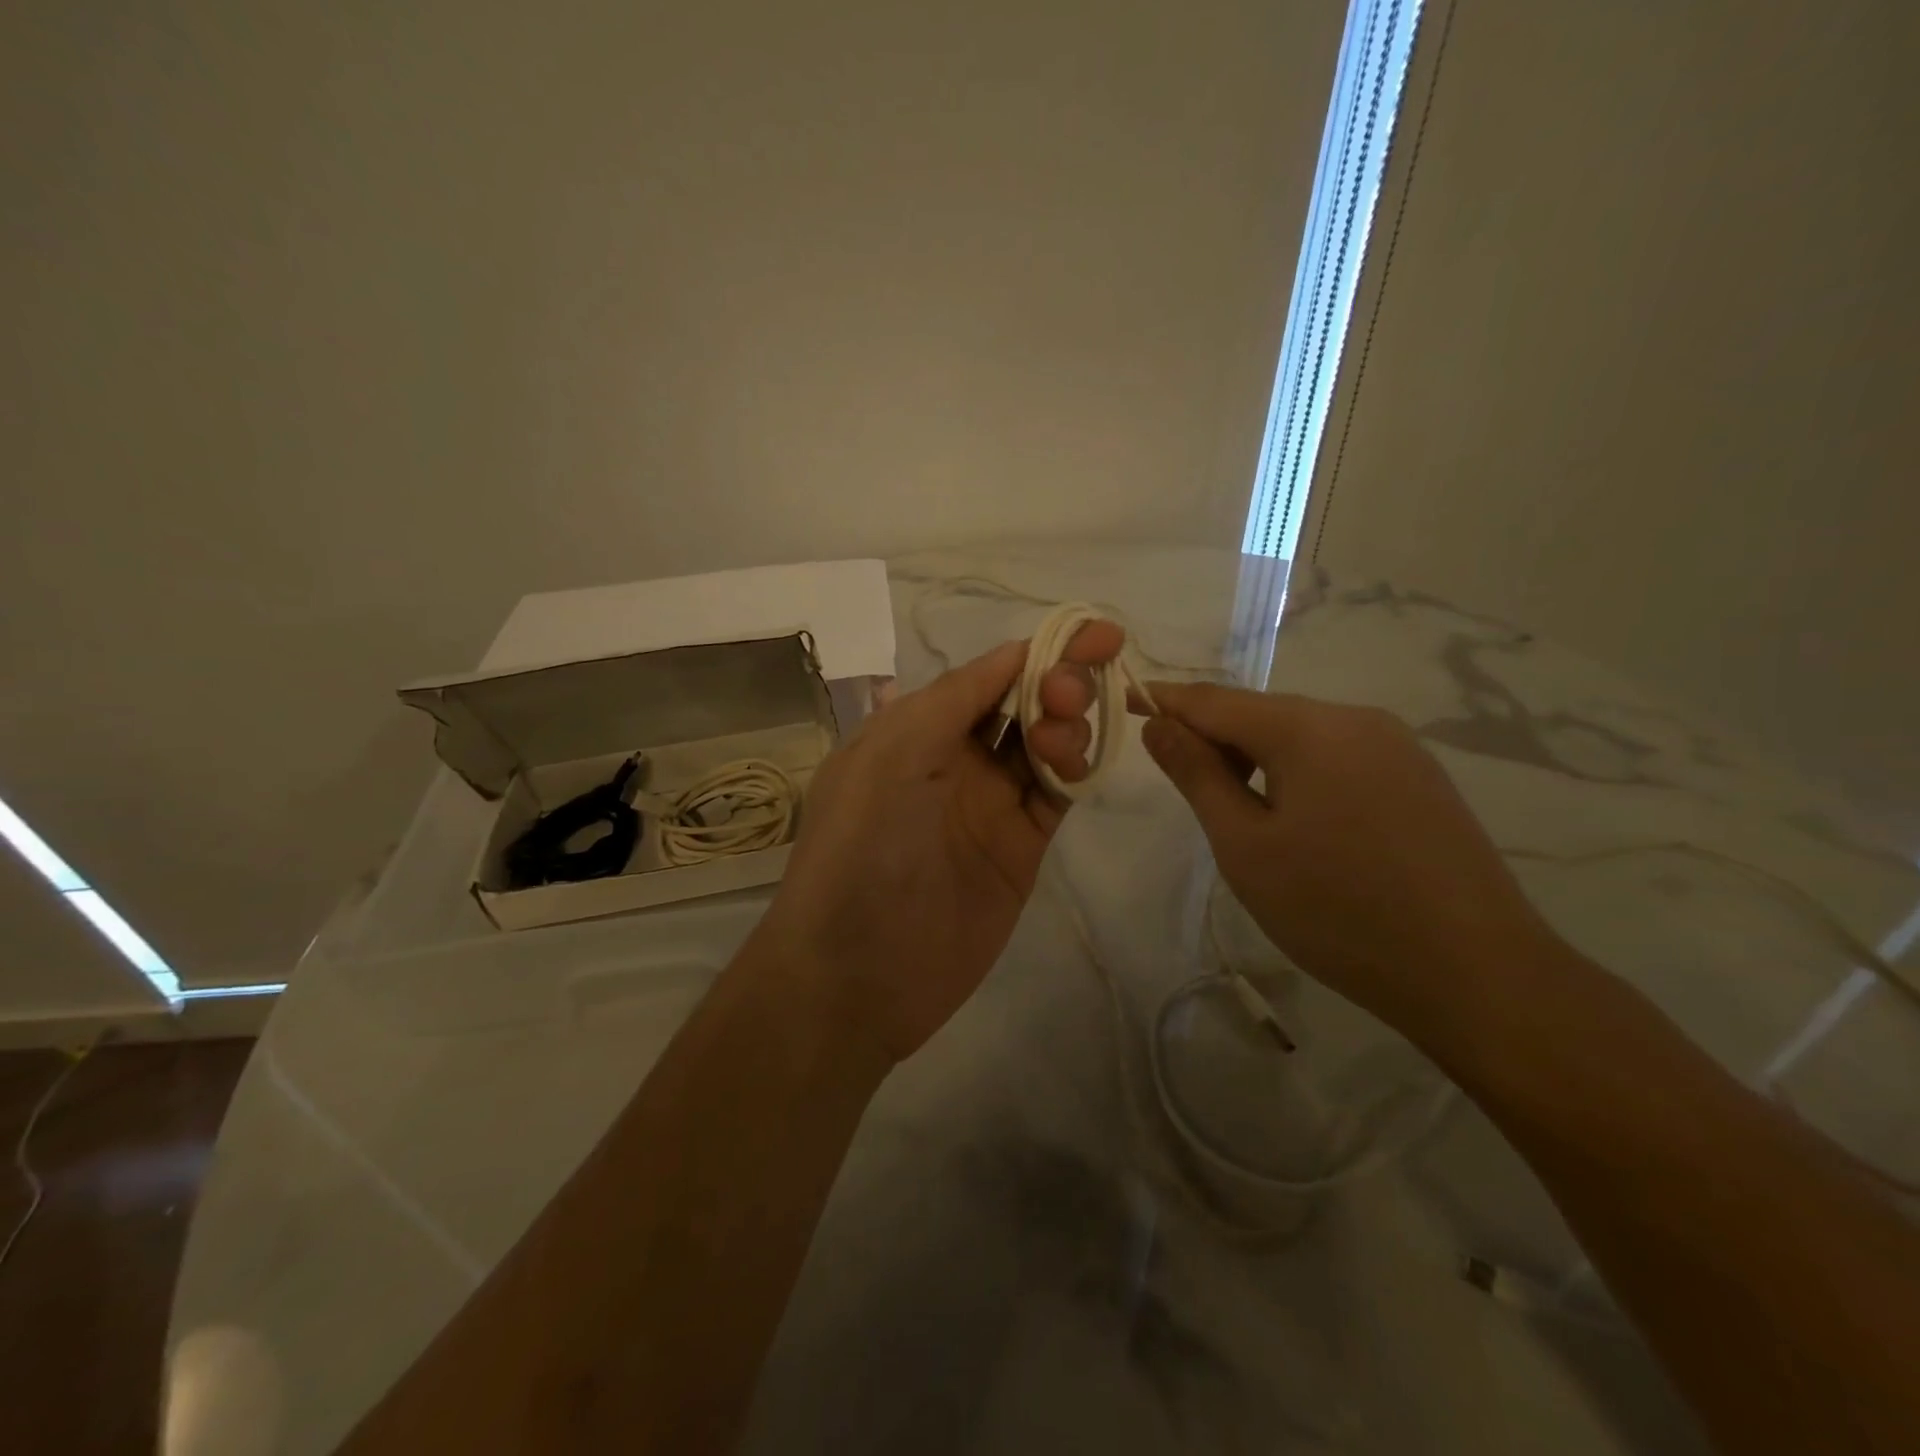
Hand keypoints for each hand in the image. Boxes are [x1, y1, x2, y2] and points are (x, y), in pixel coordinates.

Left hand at [753, 623, 1125, 1062]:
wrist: (858, 972)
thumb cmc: (862, 850)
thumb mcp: (891, 757)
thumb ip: (953, 701)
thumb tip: (1013, 653)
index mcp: (914, 730)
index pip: (985, 676)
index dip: (1035, 652)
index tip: (1090, 635)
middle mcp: (954, 760)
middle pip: (1021, 704)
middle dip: (1056, 683)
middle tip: (1073, 690)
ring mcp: (990, 806)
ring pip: (1045, 746)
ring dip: (1065, 726)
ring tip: (1061, 737)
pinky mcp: (1020, 849)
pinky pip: (1057, 796)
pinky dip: (1075, 772)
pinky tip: (1077, 764)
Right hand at [1136, 683, 1555, 1042]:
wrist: (1477, 973)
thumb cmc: (1338, 910)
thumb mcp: (1246, 846)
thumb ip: (1197, 776)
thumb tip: (1159, 725)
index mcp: (1308, 727)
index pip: (1215, 699)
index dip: (1165, 701)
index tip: (1126, 704)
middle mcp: (1356, 718)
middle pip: (1260, 713)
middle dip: (1213, 737)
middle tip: (1183, 785)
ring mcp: (1396, 746)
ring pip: (1300, 734)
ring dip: (1255, 758)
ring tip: (1240, 816)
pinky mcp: (1418, 777)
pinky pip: (1337, 756)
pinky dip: (1298, 772)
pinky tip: (1298, 823)